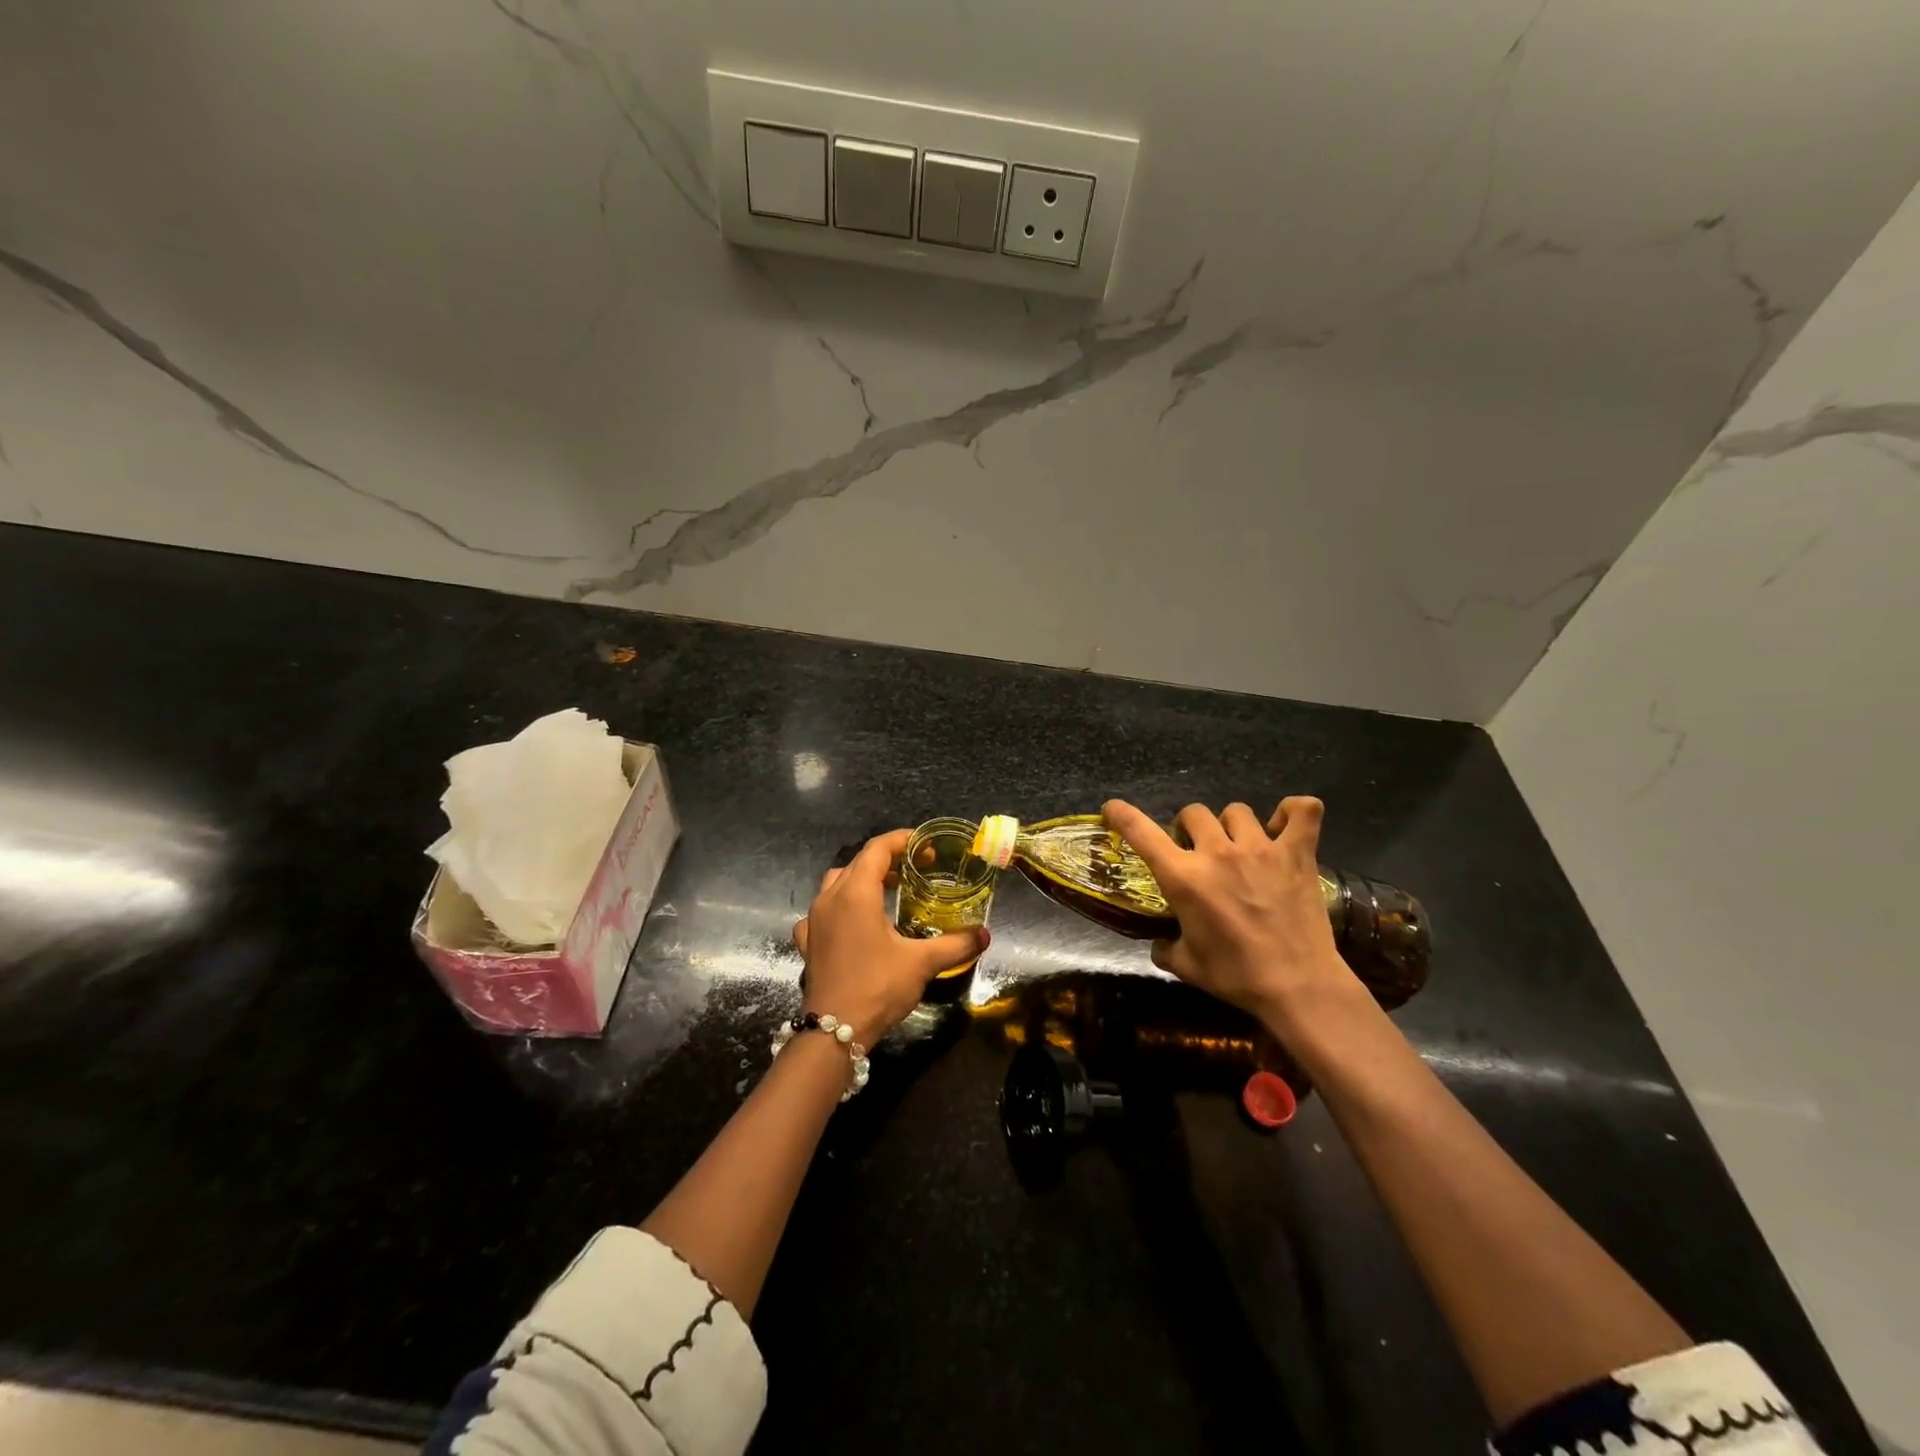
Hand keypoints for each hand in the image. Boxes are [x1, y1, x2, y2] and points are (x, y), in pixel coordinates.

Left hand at [791, 829, 986, 1044]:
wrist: (834, 1030)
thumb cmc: (878, 986)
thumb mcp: (922, 963)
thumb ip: (955, 944)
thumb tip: (983, 934)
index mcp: (856, 893)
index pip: (877, 849)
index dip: (902, 840)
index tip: (925, 846)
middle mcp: (830, 898)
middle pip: (857, 862)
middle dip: (886, 859)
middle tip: (914, 869)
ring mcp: (814, 920)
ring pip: (836, 883)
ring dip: (861, 879)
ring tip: (887, 891)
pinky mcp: (807, 941)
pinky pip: (822, 911)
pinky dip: (839, 907)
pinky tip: (852, 923)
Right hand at [1102, 797, 1362, 1034]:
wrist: (1298, 986)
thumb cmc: (1236, 976)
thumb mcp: (1186, 965)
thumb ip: (1165, 947)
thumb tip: (1160, 942)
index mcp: (1184, 878)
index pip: (1141, 832)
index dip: (1121, 815)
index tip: (1112, 810)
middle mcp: (1218, 853)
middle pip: (1193, 813)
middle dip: (1189, 828)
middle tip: (1197, 850)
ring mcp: (1261, 849)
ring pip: (1237, 811)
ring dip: (1231, 825)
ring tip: (1239, 845)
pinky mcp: (1297, 853)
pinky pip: (1302, 811)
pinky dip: (1294, 812)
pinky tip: (1284, 826)